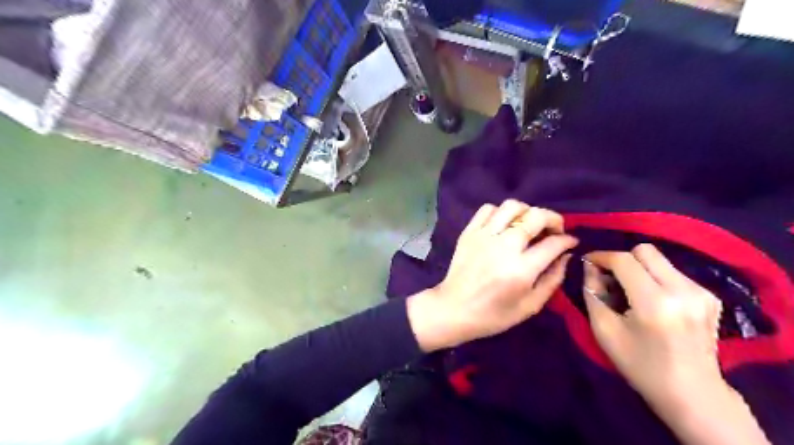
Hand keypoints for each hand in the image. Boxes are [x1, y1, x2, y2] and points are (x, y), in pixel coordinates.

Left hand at [410, 201, 577, 352]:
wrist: (453, 309)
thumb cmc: (493, 315)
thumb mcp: (530, 306)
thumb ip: (552, 279)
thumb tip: (565, 255)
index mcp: (521, 269)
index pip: (553, 243)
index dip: (567, 240)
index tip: (570, 242)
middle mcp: (503, 247)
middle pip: (535, 216)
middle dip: (553, 219)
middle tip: (554, 229)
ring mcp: (483, 236)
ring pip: (511, 206)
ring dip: (527, 211)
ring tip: (529, 224)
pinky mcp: (469, 232)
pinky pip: (487, 209)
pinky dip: (500, 212)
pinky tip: (504, 224)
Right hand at [581, 246, 769, 444]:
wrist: (693, 394)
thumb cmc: (640, 365)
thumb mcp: (604, 330)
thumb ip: (592, 293)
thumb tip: (589, 266)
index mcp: (655, 303)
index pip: (624, 260)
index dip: (602, 256)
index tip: (588, 262)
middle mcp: (683, 291)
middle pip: (645, 251)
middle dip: (622, 259)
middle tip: (610, 277)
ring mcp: (701, 292)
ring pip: (660, 260)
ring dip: (639, 268)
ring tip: (629, 290)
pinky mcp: (710, 296)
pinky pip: (673, 272)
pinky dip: (655, 278)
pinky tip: (651, 300)